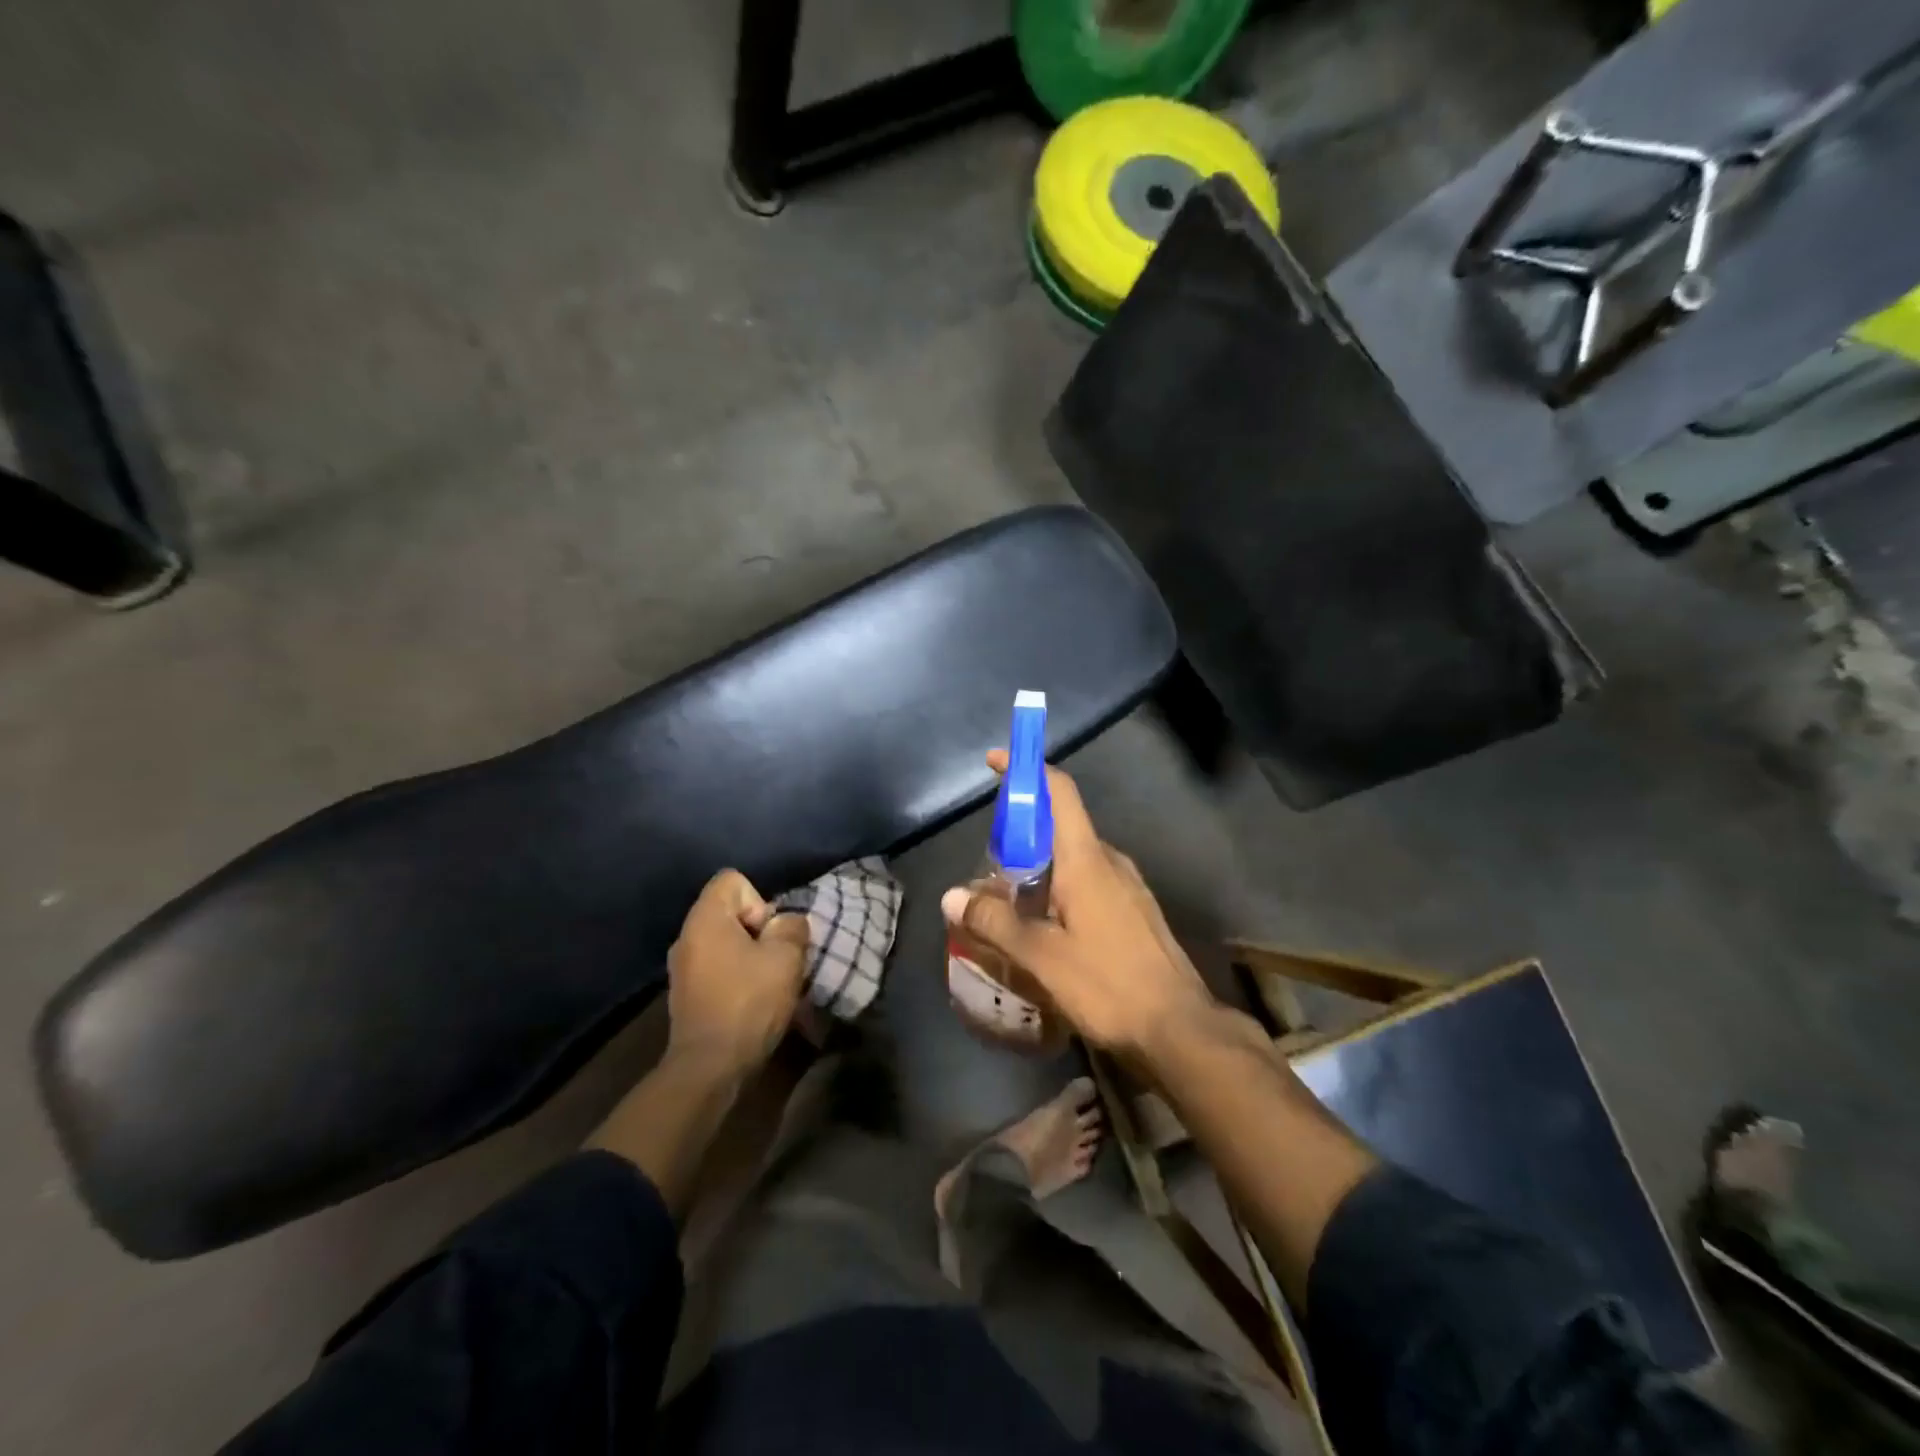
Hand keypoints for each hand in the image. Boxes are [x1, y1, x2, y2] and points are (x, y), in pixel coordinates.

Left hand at [666, 869, 808, 1076]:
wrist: (709, 1067)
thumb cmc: (748, 1002)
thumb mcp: (786, 957)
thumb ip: (792, 927)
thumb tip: (787, 923)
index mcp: (705, 919)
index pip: (732, 880)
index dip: (760, 900)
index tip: (769, 934)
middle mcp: (686, 936)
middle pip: (730, 912)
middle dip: (760, 931)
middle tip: (776, 960)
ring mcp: (682, 967)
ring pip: (726, 943)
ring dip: (751, 956)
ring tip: (769, 984)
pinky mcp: (686, 995)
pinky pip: (718, 968)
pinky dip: (737, 977)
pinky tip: (753, 1003)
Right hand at [941, 753, 1214, 1066]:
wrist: (1180, 1029)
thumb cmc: (1108, 984)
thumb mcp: (1041, 956)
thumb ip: (994, 923)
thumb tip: (951, 897)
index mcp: (1086, 858)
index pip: (1059, 792)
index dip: (1027, 769)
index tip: (995, 762)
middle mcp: (1110, 861)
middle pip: (1061, 826)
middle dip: (1021, 833)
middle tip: (987, 864)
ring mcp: (1127, 886)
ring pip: (1074, 859)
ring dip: (1039, 867)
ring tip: (1007, 901)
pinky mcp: (1134, 912)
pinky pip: (1090, 883)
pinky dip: (1060, 889)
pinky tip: (1044, 927)